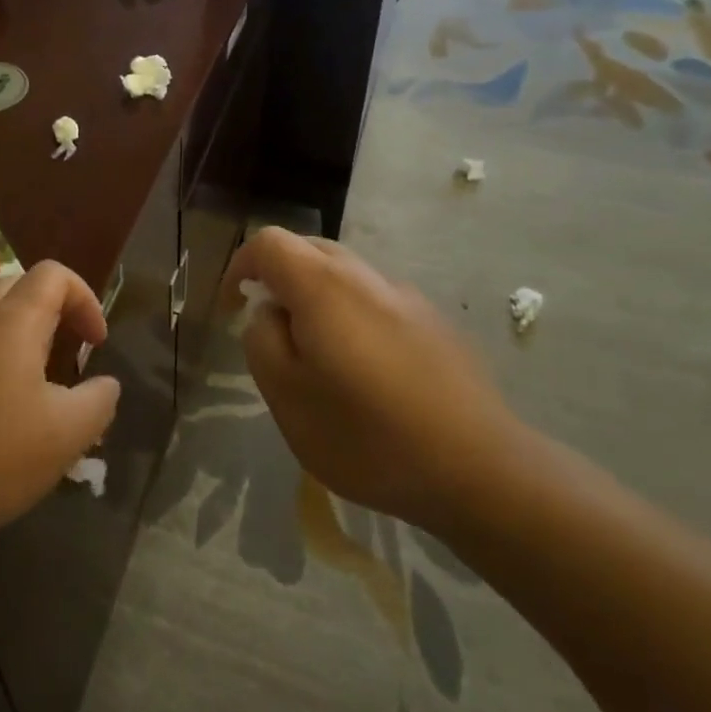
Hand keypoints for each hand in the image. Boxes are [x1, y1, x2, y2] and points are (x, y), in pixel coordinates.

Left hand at [0, 261, 119, 553]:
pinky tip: (4, 415)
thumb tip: (105, 384)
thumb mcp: (67, 434)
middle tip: (71, 351)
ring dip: (25, 337)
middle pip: (19, 288)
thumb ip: (99, 400)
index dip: (86, 298)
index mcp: (12, 323)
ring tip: (42, 386)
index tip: (97, 344)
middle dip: (54, 310)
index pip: (53, 274)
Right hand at [220, 228, 523, 529]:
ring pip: (345, 274)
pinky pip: (376, 300)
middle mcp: (366, 277)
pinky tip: (365, 370)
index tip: (231, 307)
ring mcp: (406, 297)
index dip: (240, 265)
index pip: (269, 242)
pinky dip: (351, 315)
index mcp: (324, 287)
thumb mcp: (288, 398)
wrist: (478, 469)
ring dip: (316, 297)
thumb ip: (263, 342)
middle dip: (278, 278)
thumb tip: (269, 314)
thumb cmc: (368, 437)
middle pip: (309, 250)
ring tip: (316, 355)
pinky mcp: (434, 322)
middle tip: (269, 330)